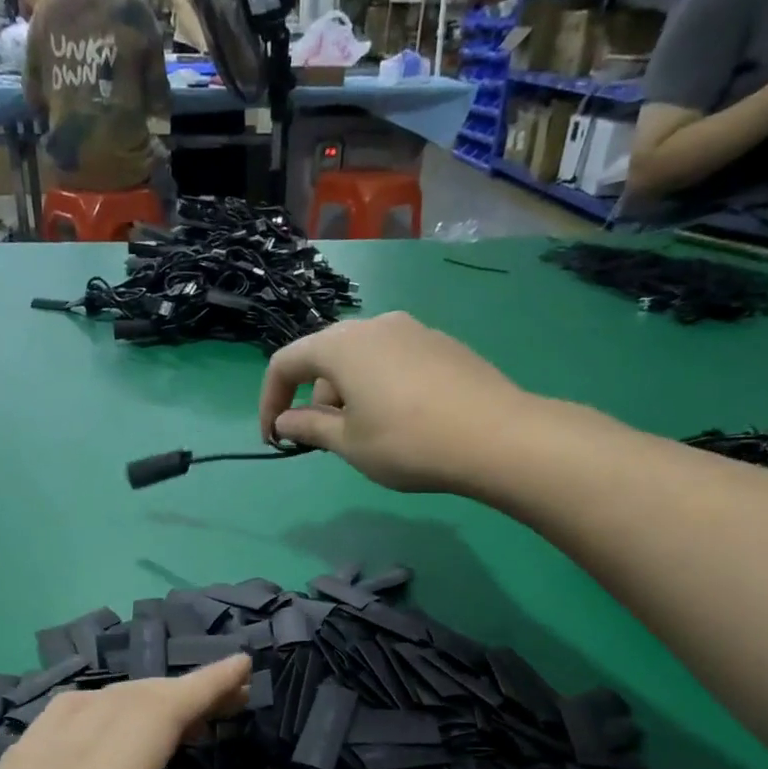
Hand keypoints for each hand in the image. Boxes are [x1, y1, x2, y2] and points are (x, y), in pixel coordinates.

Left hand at [0, 654, 301, 768]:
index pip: (149, 716)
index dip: (203, 685)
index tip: (247, 667)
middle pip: (108, 705)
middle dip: (173, 690)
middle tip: (228, 703)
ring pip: (62, 717)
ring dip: (124, 703)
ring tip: (177, 722)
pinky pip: (31, 746)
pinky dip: (81, 727)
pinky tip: (108, 758)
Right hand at [259, 312, 524, 492]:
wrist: (497, 437)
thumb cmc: (407, 442)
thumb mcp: (348, 443)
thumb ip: (309, 427)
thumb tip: (284, 422)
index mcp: (341, 345)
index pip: (285, 363)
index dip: (270, 402)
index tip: (275, 439)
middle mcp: (374, 324)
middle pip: (325, 358)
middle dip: (314, 399)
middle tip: (326, 440)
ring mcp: (413, 329)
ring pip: (362, 359)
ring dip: (349, 394)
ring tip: (368, 434)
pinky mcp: (442, 344)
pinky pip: (394, 361)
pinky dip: (381, 387)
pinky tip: (404, 420)